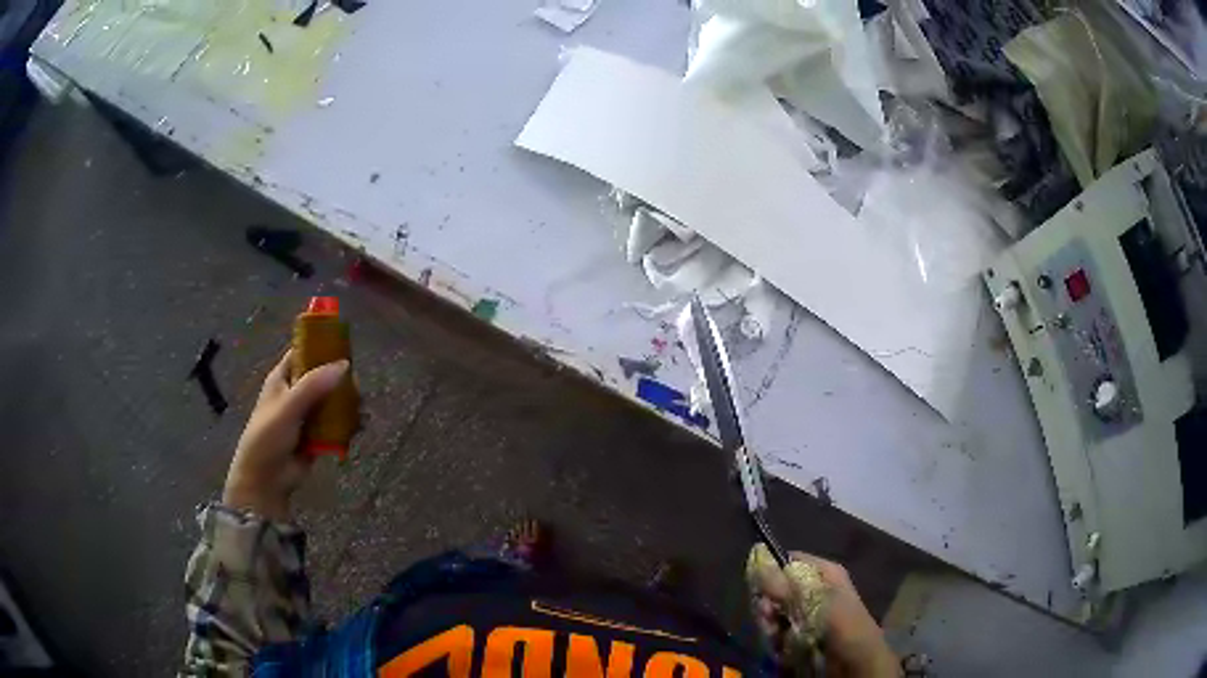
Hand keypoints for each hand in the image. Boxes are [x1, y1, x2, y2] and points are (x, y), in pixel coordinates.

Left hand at [222, 350, 349, 521]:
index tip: (343, 345)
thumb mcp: (288, 407)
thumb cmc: (268, 436)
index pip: (302, 352)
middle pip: (322, 377)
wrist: (266, 479)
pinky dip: (348, 425)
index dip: (320, 346)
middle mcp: (295, 393)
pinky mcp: (316, 436)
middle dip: (340, 380)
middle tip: (357, 386)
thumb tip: (345, 365)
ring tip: (362, 409)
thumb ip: (313, 385)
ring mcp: (306, 415)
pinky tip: (361, 426)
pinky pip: (336, 425)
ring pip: (332, 402)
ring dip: (347, 404)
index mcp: (282, 378)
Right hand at [747, 544, 898, 676]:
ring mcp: (805, 615)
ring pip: (773, 615)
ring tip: (778, 639)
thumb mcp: (815, 601)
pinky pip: (777, 634)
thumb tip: (758, 557)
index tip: (760, 589)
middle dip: (768, 607)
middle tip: (769, 619)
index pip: (788, 563)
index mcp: (823, 574)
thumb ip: (785, 585)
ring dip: (770, 628)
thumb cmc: (842, 625)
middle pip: (776, 591)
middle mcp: (813, 591)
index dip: (770, 573)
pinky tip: (783, 649)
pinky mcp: (799, 636)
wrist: (855, 662)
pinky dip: (776, 642)